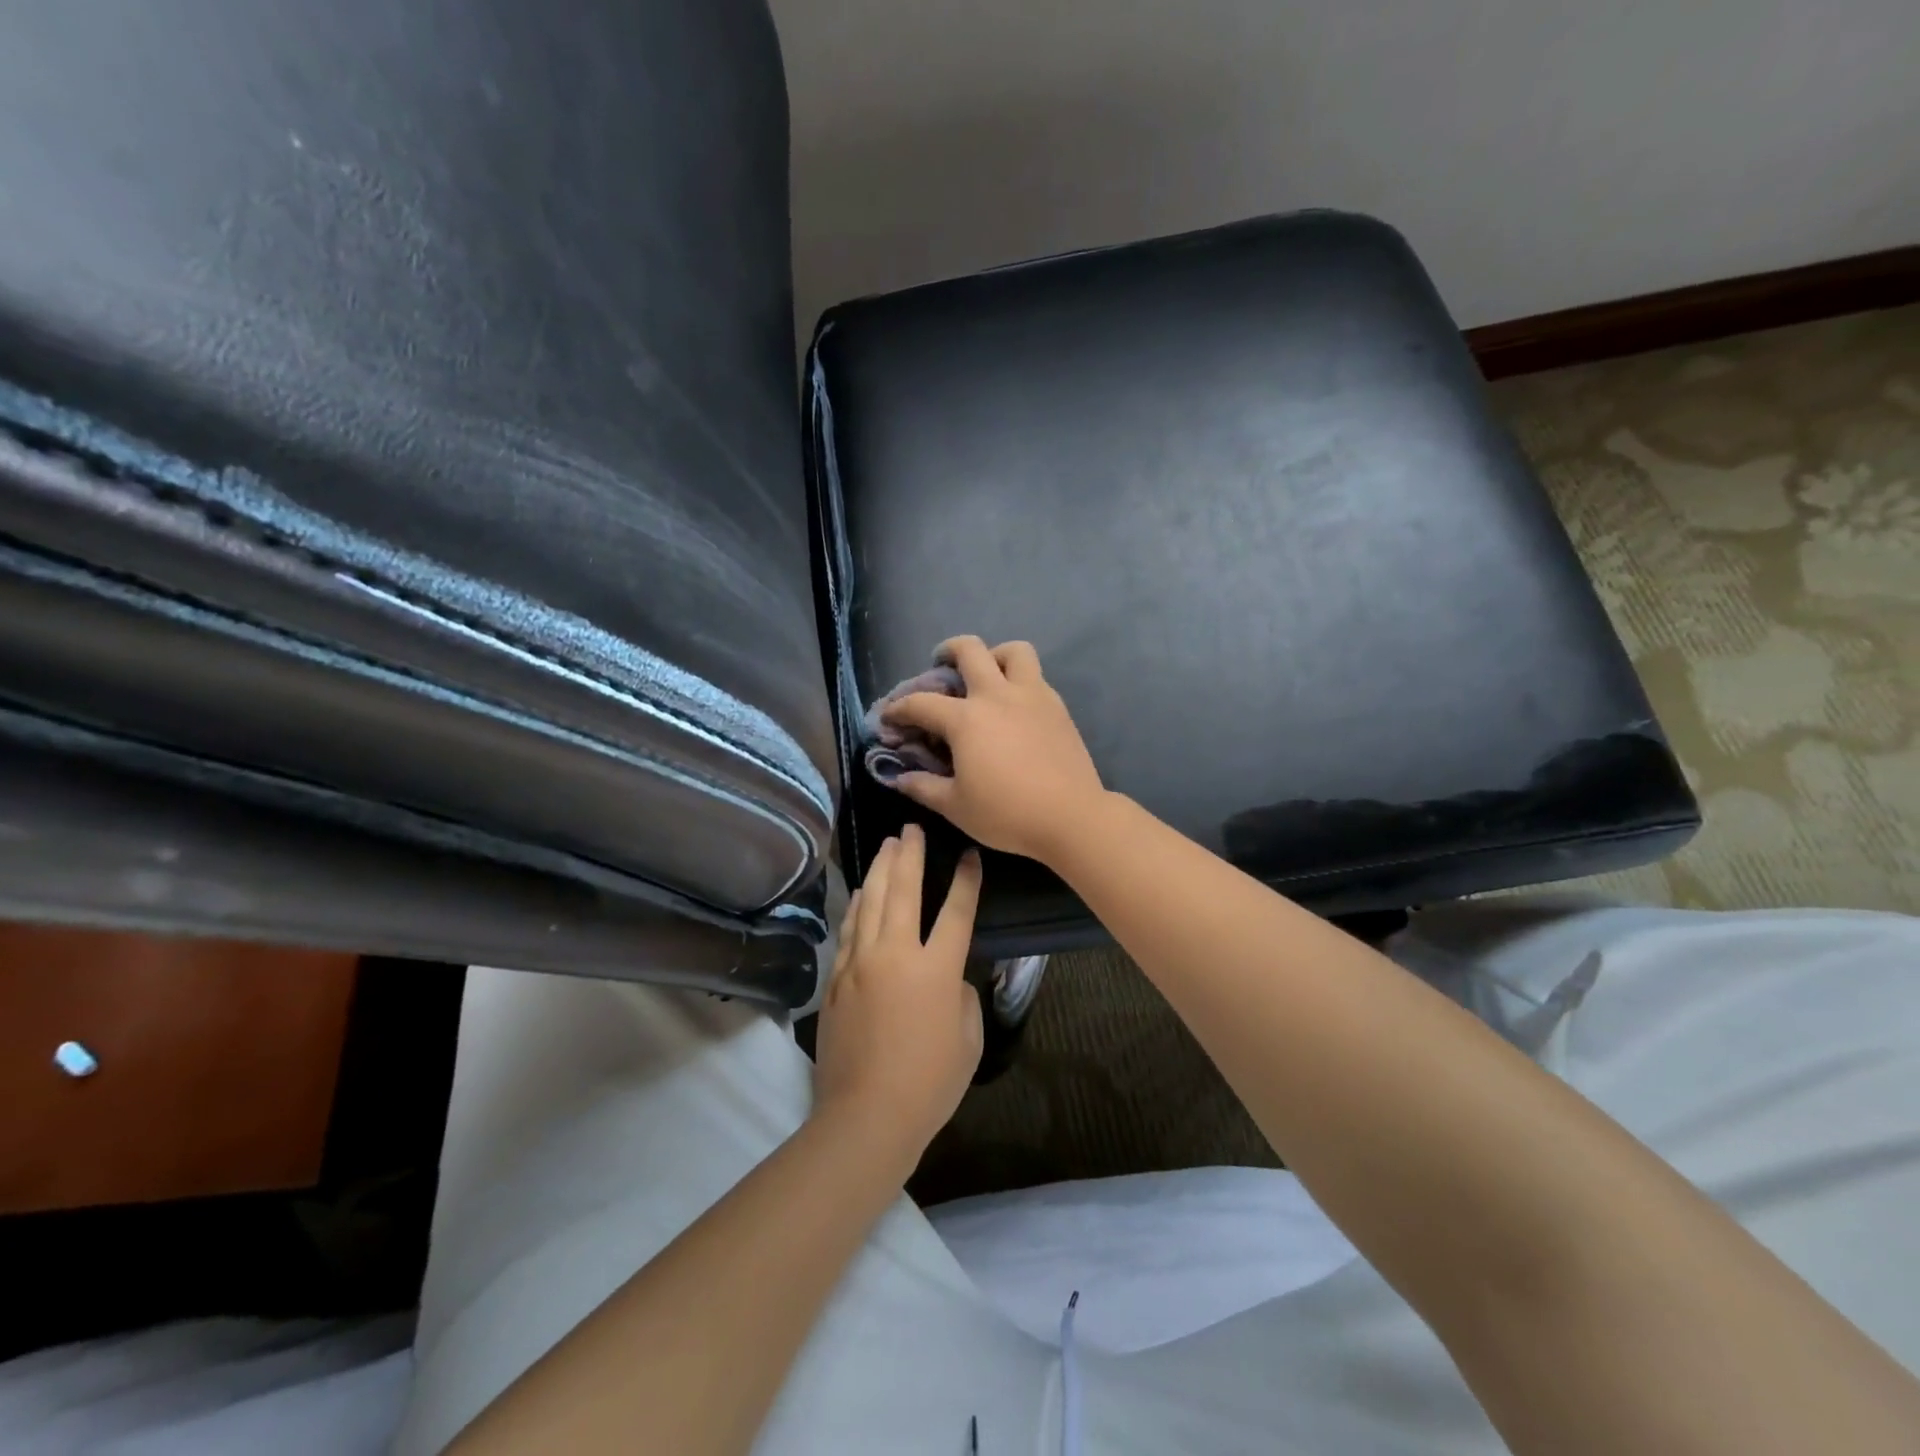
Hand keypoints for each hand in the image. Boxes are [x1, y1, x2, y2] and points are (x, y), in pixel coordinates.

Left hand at [812, 824, 982, 1159]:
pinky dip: (857, 906)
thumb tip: (948, 980)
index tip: (968, 854)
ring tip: (886, 846)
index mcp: (936, 969)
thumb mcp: (968, 1040)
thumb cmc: (929, 1083)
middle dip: (909, 855)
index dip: (965, 880)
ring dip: (880, 870)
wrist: (866, 1115)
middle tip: (911, 828)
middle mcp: (895, 954)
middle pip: (903, 891)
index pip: (956, 911)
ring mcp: (860, 963)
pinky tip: (861, 892)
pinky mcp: (837, 979)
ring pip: (870, 903)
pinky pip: (849, 930)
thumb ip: (962, 998)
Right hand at [881, 635, 1107, 863]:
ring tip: (987, 674)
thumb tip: (899, 777)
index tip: (888, 718)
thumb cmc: (1007, 813)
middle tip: (940, 665)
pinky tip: (1014, 707)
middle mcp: (997, 695)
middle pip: (969, 650)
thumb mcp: (956, 806)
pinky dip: (1019, 680)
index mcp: (966, 719)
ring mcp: (1032, 696)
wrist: (1071, 816)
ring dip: (994, 655)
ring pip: (1013, 651)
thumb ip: (923, 787)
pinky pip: (1035, 677)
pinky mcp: (1057, 707)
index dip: (898, 709)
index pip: (921, 703)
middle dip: (947, 651)